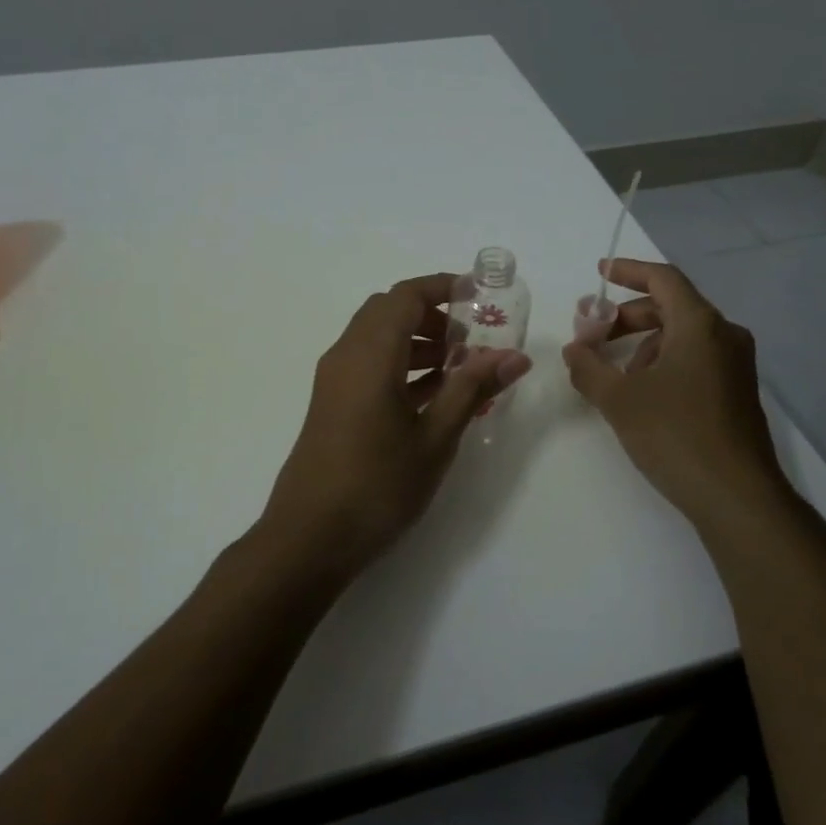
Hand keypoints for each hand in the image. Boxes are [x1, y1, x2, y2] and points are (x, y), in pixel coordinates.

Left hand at [258, 273, 530, 581]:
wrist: (309, 536)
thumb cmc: (377, 485)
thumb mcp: (434, 438)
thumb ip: (472, 390)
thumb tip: (515, 356)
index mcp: (370, 355)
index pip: (405, 296)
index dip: (442, 287)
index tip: (478, 296)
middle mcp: (346, 355)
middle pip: (388, 311)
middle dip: (432, 315)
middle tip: (471, 336)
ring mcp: (334, 379)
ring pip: (377, 338)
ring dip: (416, 341)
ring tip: (460, 368)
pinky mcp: (332, 402)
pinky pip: (369, 364)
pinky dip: (400, 364)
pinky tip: (433, 395)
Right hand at [561, 259, 784, 521]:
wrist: (737, 497)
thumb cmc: (675, 435)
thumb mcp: (619, 399)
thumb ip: (588, 367)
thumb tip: (574, 350)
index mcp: (700, 325)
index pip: (663, 279)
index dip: (629, 271)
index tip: (600, 273)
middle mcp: (724, 336)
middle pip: (670, 307)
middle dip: (627, 316)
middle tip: (593, 336)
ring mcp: (735, 365)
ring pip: (682, 336)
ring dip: (644, 344)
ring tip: (614, 375)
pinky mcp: (736, 392)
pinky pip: (694, 359)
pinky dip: (663, 362)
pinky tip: (642, 394)